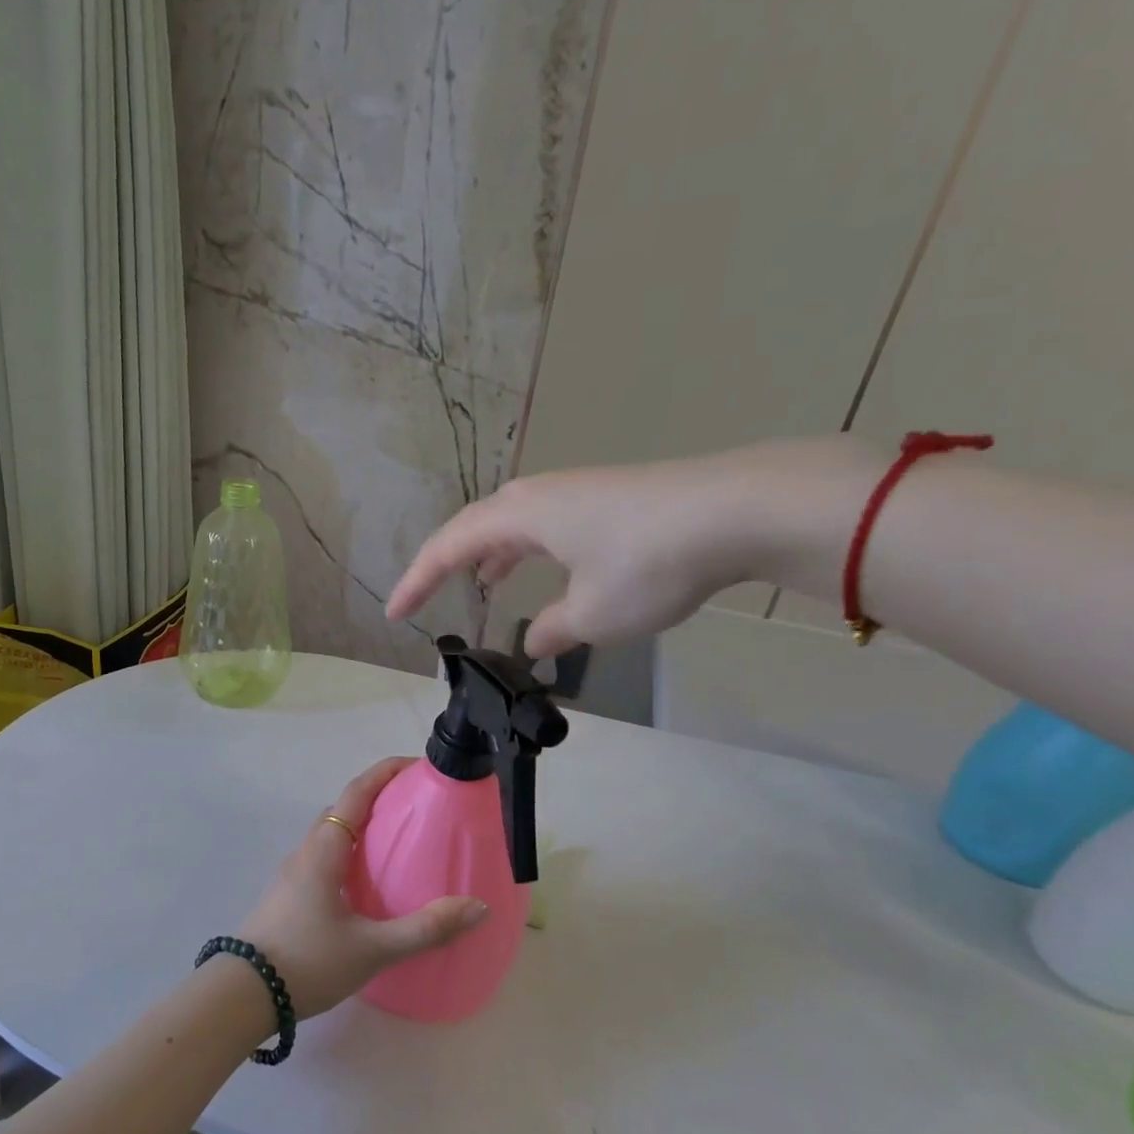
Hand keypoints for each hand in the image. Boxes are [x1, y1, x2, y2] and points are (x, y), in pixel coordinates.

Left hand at [238, 758, 487, 1017]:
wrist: (243, 995)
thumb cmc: (307, 962)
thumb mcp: (372, 948)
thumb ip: (425, 929)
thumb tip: (476, 907)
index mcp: (324, 850)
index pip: (356, 793)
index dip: (385, 772)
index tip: (417, 765)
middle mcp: (306, 853)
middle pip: (344, 810)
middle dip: (379, 799)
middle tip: (418, 808)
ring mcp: (293, 875)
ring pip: (332, 837)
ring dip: (363, 829)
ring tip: (400, 844)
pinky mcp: (289, 897)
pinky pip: (325, 860)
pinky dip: (351, 855)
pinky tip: (369, 886)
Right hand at [385, 437, 878, 655]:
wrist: (738, 510)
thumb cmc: (648, 563)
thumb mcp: (593, 615)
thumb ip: (553, 630)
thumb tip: (538, 640)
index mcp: (521, 515)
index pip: (449, 547)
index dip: (417, 581)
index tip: (394, 613)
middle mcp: (541, 495)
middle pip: (477, 526)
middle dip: (450, 564)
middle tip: (432, 595)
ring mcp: (578, 493)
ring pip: (517, 524)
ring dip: (493, 555)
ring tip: (484, 583)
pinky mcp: (610, 499)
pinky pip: (549, 526)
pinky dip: (532, 552)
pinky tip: (550, 573)